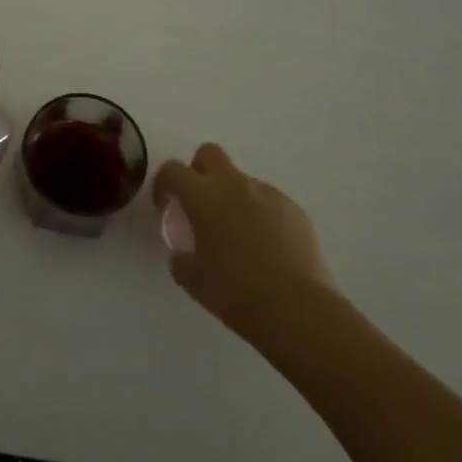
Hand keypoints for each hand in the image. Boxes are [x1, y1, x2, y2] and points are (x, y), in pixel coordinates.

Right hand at [154, 143, 338, 346]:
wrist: (297, 308)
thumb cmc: (235, 291)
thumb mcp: (192, 279)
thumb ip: (180, 258)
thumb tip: (182, 253)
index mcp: (203, 196)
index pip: (173, 170)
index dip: (164, 183)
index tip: (165, 205)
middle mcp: (234, 185)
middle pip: (210, 154)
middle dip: (200, 170)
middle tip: (200, 204)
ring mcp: (268, 194)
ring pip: (242, 180)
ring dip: (233, 197)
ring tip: (239, 235)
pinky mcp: (295, 210)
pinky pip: (270, 201)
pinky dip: (261, 215)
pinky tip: (267, 247)